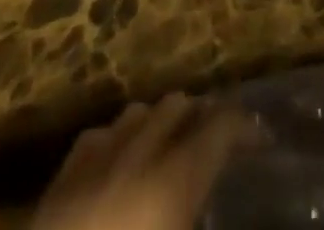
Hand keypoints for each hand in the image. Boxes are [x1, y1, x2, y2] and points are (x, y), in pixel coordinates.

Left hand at [34, 94, 249, 229]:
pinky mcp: (60, 180)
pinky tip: (119, 168)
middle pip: (178, 105)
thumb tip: (205, 208)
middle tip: (217, 146)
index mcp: (174, 182)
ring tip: (171, 151)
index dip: (245, 128)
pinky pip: (99, 137)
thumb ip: (197, 220)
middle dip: (202, 117)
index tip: (263, 141)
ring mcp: (96, 160)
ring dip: (160, 124)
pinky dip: (118, 142)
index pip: (220, 127)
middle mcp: (139, 154)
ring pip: (138, 112)